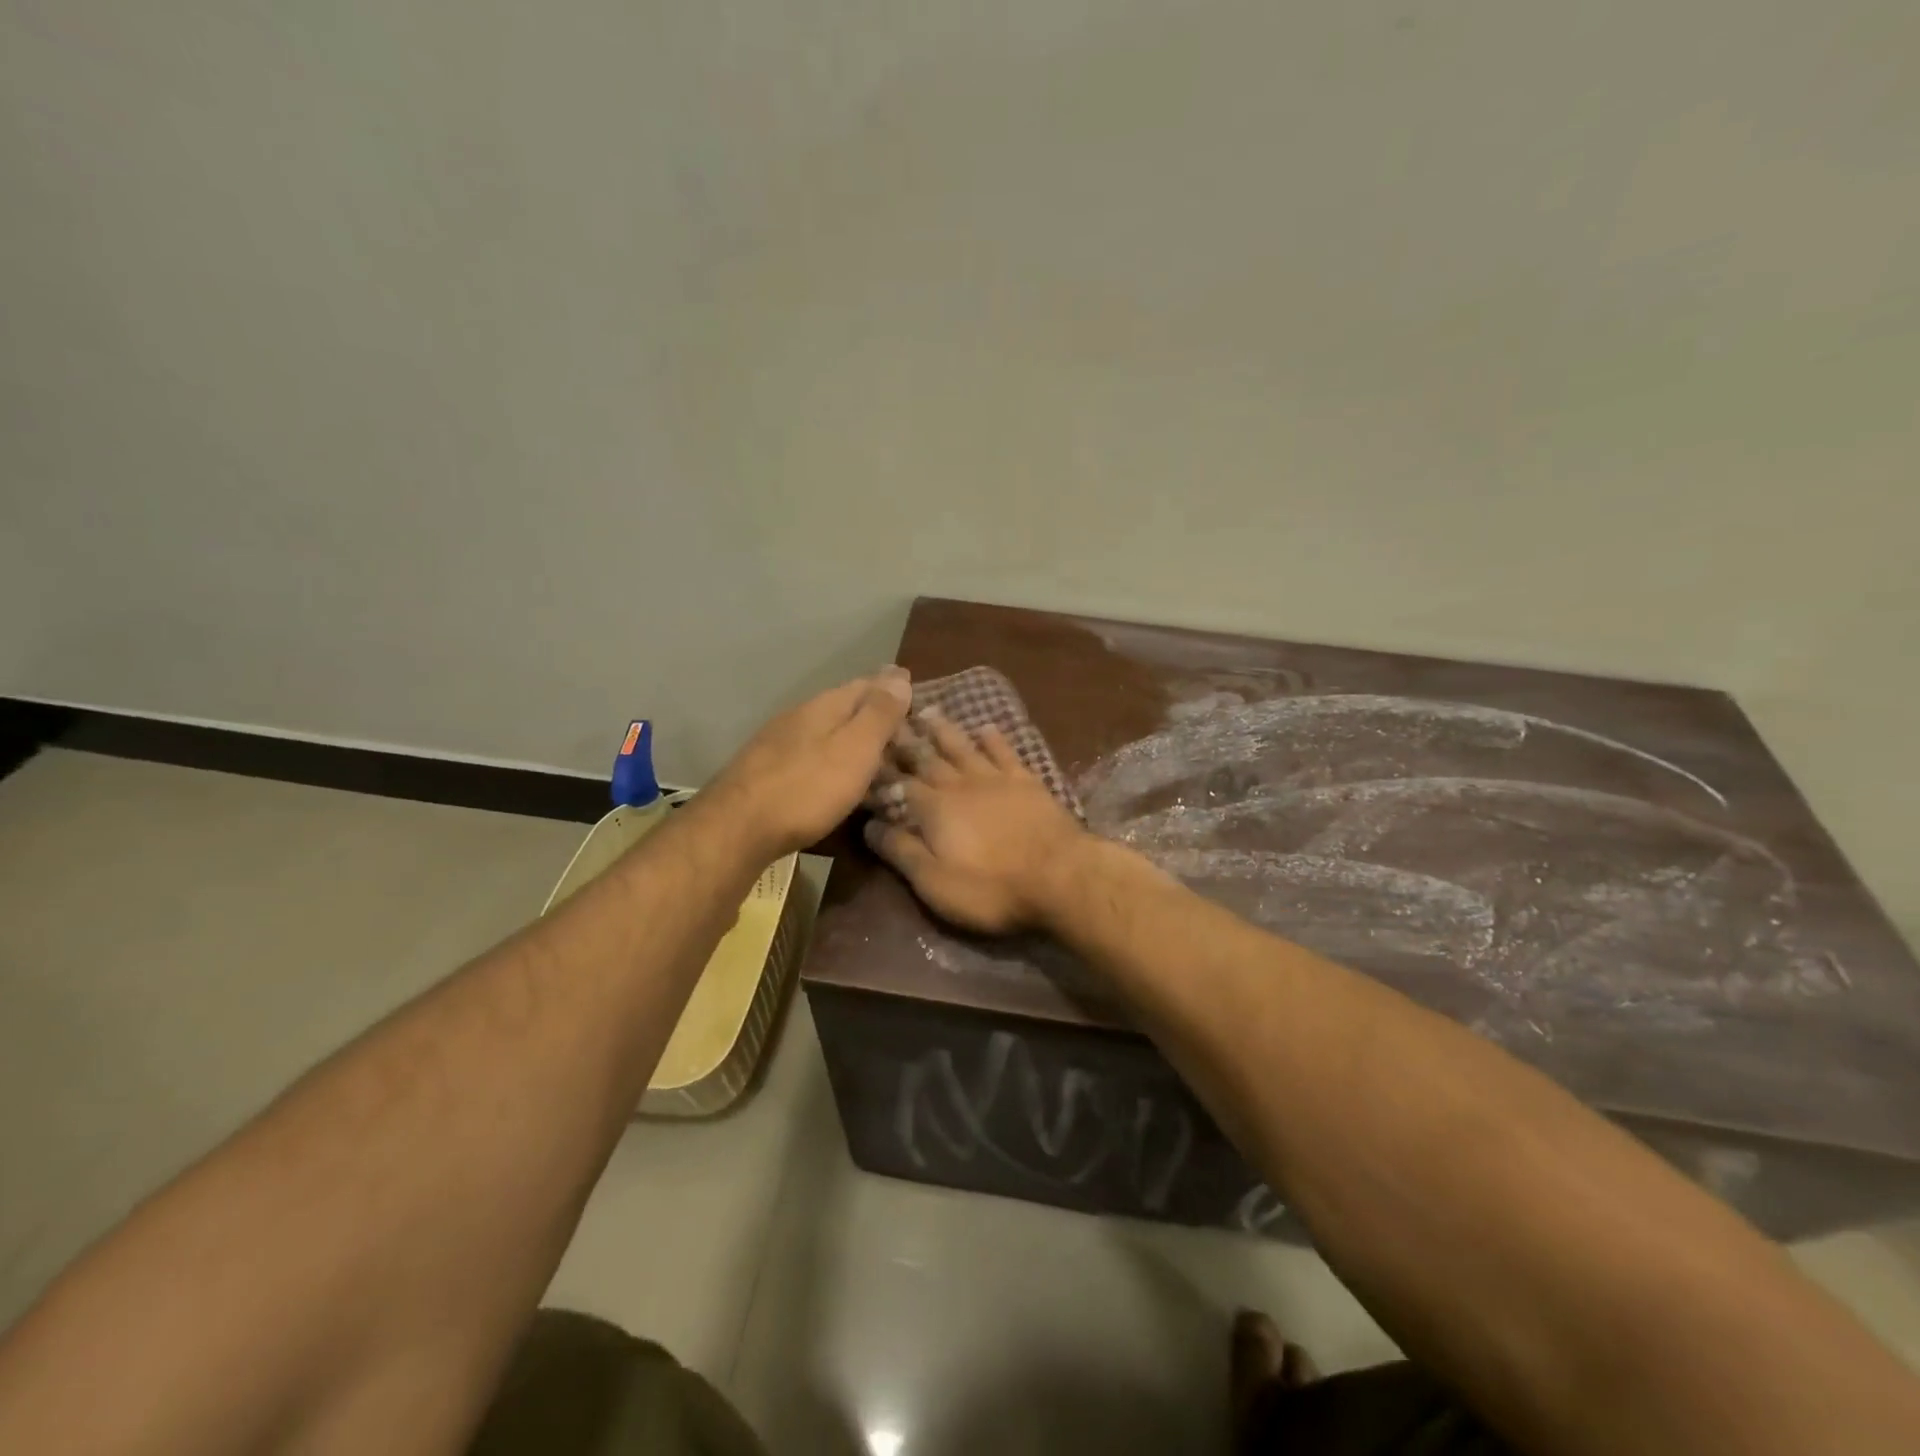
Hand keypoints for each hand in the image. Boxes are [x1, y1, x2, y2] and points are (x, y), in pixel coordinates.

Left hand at [708, 668, 913, 858]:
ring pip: (827, 729)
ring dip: (852, 733)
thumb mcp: (855, 749)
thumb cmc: (807, 788)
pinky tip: (837, 772)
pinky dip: (834, 756)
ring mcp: (780, 743)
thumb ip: (878, 715)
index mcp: (825, 706)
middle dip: (873, 709)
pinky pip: (813, 753)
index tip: (913, 686)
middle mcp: (801, 716)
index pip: (866, 684)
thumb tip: (899, 677)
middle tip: (903, 720)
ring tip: (877, 747)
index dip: (892, 686)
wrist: (738, 828)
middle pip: (845, 705)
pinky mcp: (768, 770)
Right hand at [863, 711, 1089, 933]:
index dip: (881, 773)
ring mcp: (996, 779)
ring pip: (963, 747)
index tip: (865, 756)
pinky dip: (993, 738)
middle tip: (889, 720)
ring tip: (927, 711)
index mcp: (934, 809)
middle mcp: (960, 784)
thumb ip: (901, 851)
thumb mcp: (935, 882)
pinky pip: (1005, 751)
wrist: (1060, 876)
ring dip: (943, 730)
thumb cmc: (991, 887)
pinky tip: (985, 727)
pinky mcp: (1027, 781)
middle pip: (928, 758)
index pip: (899, 784)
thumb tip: (869, 824)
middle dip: (906, 741)